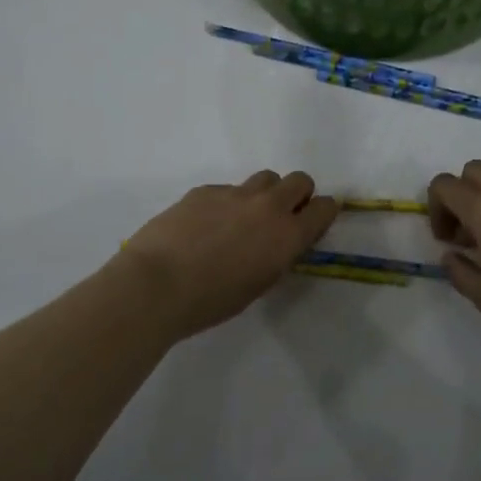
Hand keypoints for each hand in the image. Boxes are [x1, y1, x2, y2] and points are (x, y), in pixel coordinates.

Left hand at [119, 171, 338, 339]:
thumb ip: (276, 256)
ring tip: (245, 217)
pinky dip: (227, 203)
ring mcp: (235, 193)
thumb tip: (277, 243)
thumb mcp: (258, 285)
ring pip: (265, 178)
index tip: (314, 222)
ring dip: (265, 193)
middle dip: (298, 194)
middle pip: (299, 180)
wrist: (156, 284)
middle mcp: (268, 206)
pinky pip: (229, 189)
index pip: (324, 208)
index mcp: (287, 236)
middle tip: (282, 216)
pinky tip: (206, 225)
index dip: (322, 213)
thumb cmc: (210, 301)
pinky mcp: (206, 189)